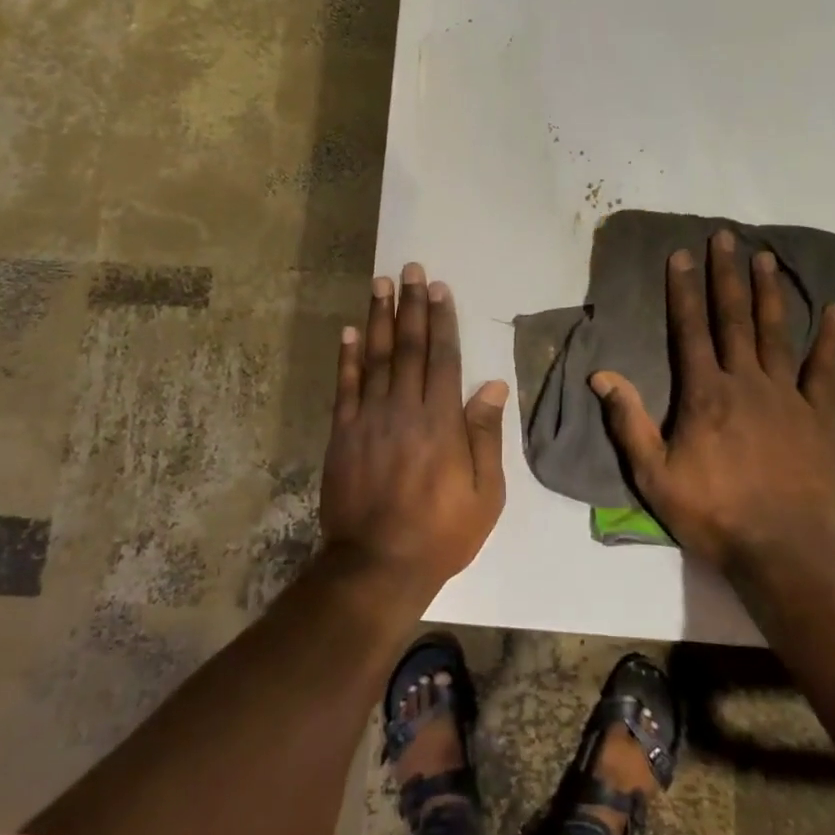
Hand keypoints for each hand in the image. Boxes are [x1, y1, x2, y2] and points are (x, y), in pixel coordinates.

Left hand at [319, 262, 509, 593]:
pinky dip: (346, 357)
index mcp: (441, 421)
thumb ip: (485, 436)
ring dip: (378, 317)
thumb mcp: (485, 493)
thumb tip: (492, 386)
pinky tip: (349, 330)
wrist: (377, 564)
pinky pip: (344, 386)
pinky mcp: (342, 434)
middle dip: (411, 305)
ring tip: (380, 283)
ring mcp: (369, 419)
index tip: (439, 289)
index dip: (441, 321)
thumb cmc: (441, 532)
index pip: (443, 358)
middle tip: (410, 269)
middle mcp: (404, 409)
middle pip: (408, 347)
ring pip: (375, 357)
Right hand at [589, 230, 834, 572]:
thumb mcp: (654, 474)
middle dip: (726, 275)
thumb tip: (602, 375)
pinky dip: (831, 337)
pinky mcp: (823, 414)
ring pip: (777, 332)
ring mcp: (789, 395)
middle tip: (724, 236)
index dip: (684, 290)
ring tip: (766, 256)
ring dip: (770, 292)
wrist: (785, 550)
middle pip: (734, 318)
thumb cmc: (713, 513)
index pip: (690, 329)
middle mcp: (747, 381)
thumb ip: (629, 421)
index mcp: (705, 394)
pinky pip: (826, 367)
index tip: (681, 255)